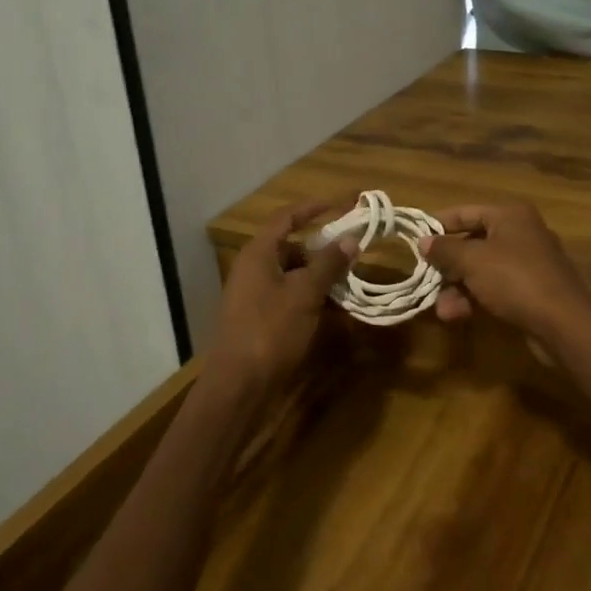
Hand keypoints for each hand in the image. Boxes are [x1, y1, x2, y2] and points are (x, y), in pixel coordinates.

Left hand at [205, 201, 356, 392]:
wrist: (239, 385)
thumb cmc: (271, 330)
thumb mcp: (305, 294)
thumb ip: (328, 264)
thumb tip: (350, 239)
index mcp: (259, 254)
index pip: (286, 218)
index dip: (313, 208)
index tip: (341, 204)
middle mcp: (252, 269)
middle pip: (290, 247)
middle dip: (321, 249)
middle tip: (351, 253)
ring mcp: (253, 295)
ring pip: (291, 274)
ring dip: (319, 276)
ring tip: (348, 282)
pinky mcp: (258, 318)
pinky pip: (288, 296)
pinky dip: (310, 297)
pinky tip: (333, 310)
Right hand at [421, 202, 590, 343]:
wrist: (564, 322)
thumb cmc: (515, 279)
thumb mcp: (472, 260)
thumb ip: (445, 249)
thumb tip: (424, 242)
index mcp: (510, 215)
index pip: (466, 211)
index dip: (439, 224)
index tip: (415, 239)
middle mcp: (520, 233)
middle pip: (473, 242)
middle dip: (448, 265)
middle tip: (425, 278)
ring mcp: (528, 263)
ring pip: (482, 270)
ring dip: (458, 288)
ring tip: (441, 309)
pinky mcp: (531, 291)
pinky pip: (495, 288)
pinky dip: (475, 299)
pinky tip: (457, 316)